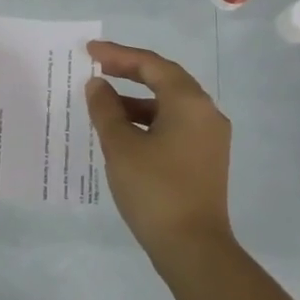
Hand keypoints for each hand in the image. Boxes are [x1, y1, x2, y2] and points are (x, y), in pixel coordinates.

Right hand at [87, 41, 236, 268]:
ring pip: (170, 105)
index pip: (152, 65)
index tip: (89, 51)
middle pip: (165, 80)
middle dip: (130, 72)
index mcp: (189, 102)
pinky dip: (149, 121)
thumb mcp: (121, 146)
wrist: (193, 248)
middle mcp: (206, 113)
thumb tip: (97, 85)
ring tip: (103, 105)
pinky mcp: (206, 159)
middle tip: (97, 68)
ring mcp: (209, 137)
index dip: (118, 55)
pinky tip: (124, 133)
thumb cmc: (154, 190)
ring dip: (137, 100)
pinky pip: (175, 126)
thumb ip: (106, 109)